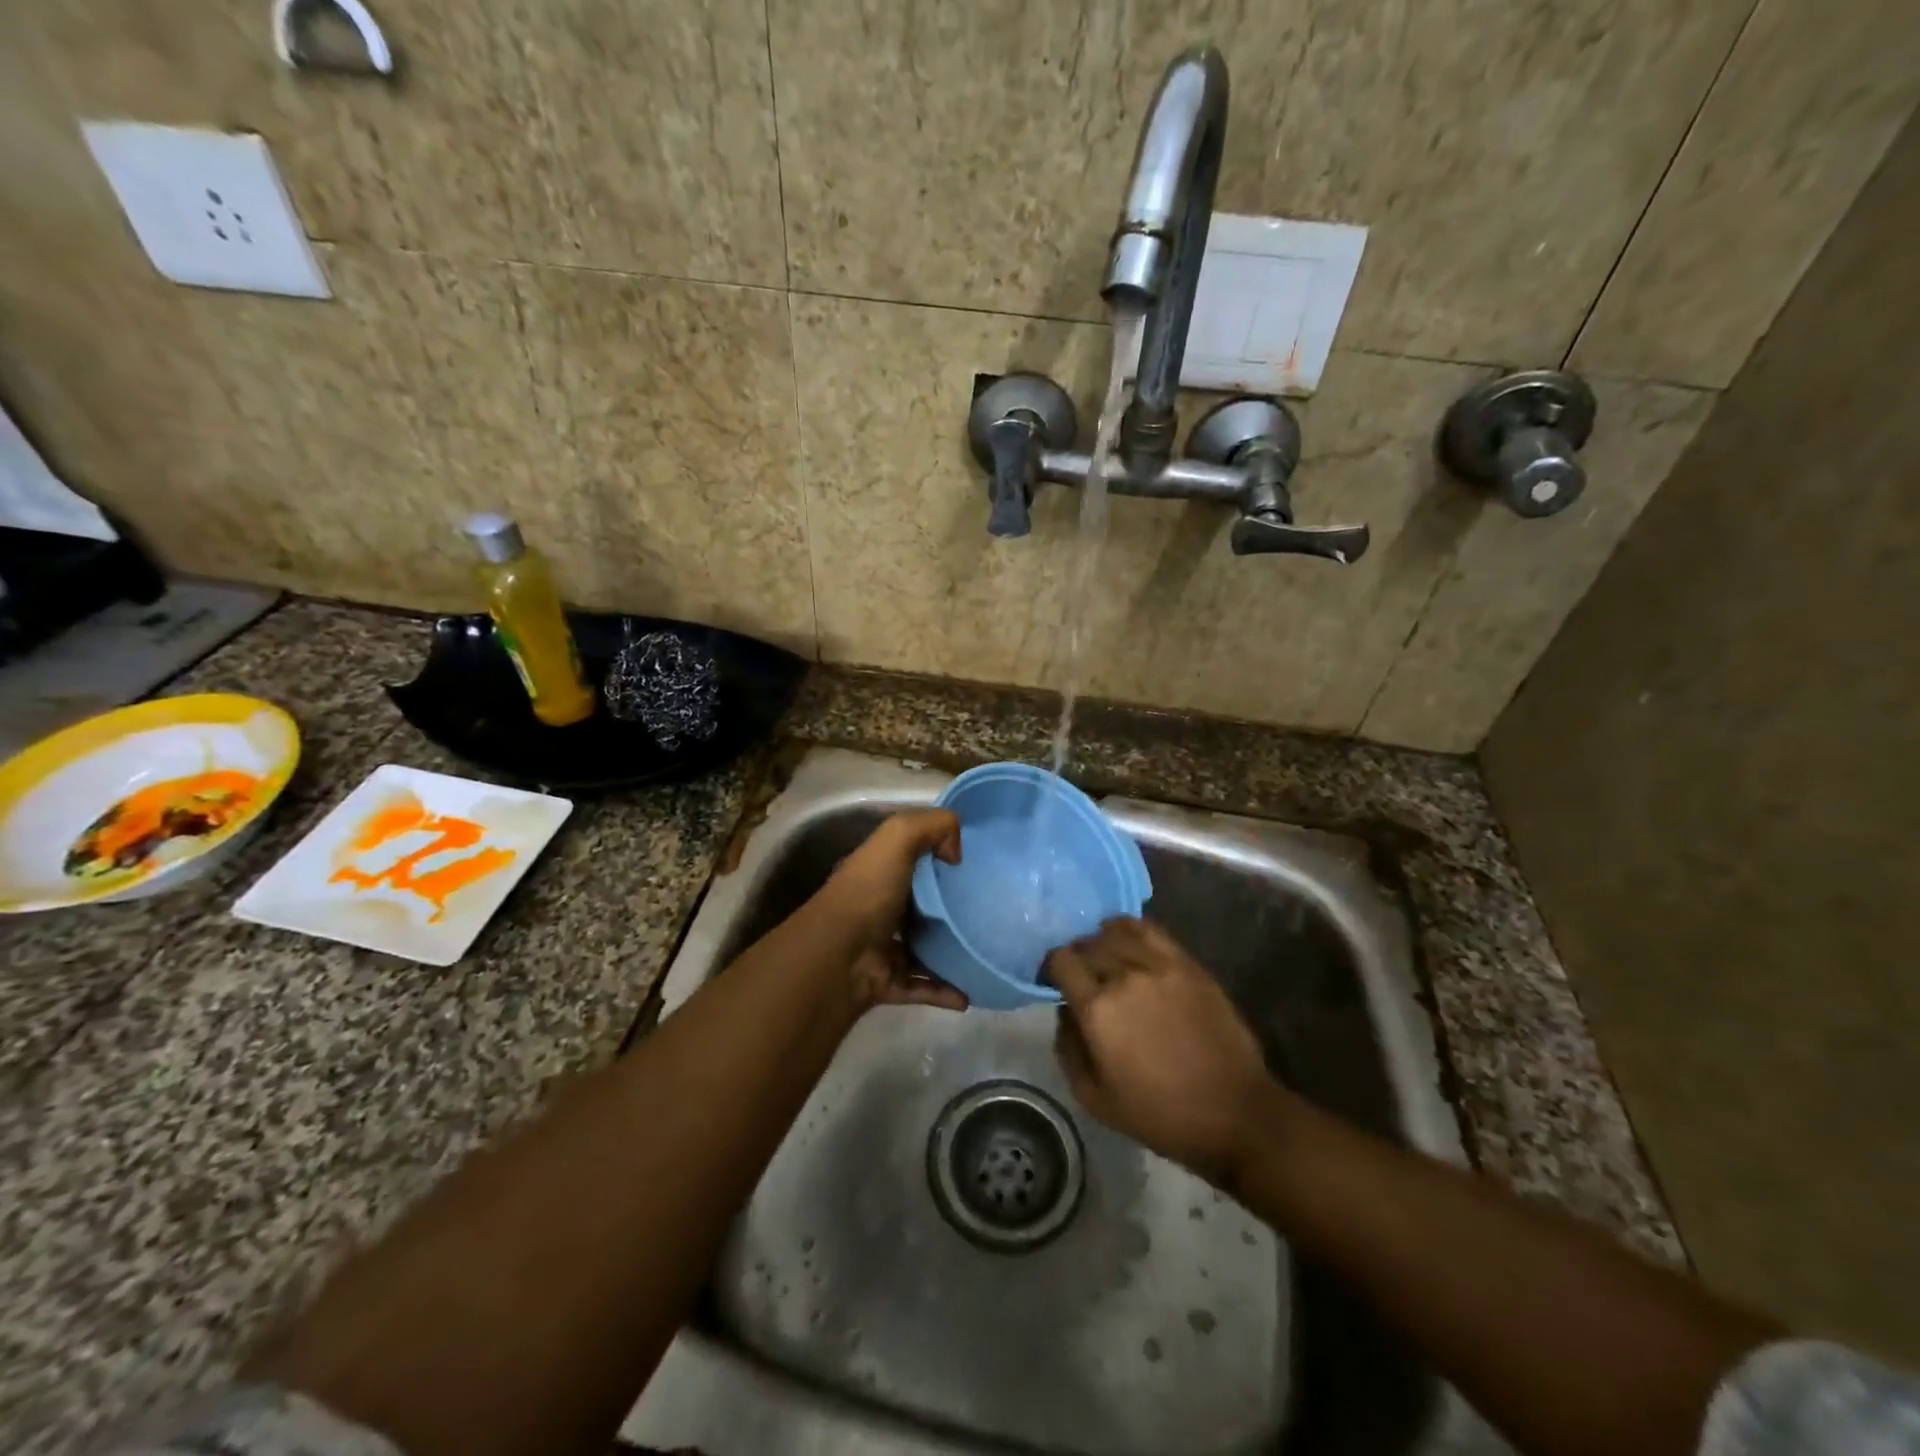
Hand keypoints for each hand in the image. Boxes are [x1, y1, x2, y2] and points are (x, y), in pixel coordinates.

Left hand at [817, 810, 965, 1012]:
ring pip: (923, 948)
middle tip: (989, 909)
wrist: (838, 956)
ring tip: (984, 952)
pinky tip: (970, 993)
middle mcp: (878, 908)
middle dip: (949, 907)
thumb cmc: (868, 891)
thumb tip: (955, 853)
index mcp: (878, 872)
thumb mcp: (897, 837)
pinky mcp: (888, 982)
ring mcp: (881, 948)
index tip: (974, 863)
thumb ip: (932, 826)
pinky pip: (923, 987)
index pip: (910, 859)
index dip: (938, 855)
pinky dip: (945, 991)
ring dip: (949, 952)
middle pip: (920, 905)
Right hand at [1045, 918, 1273, 1185]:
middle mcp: (1124, 976)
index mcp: (1098, 1010)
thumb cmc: (1160, 1114)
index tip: (1052, 981)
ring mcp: (1160, 966)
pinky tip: (1130, 943)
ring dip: (1102, 942)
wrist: (1233, 1112)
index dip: (1050, 967)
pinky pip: (1151, 930)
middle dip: (1077, 956)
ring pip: (1116, 932)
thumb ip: (1068, 1048)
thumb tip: (1064, 1010)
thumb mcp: (1094, 1099)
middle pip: (1087, 944)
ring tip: (1106, 959)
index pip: (1061, 960)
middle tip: (1081, 977)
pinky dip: (1131, 929)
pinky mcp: (1188, 964)